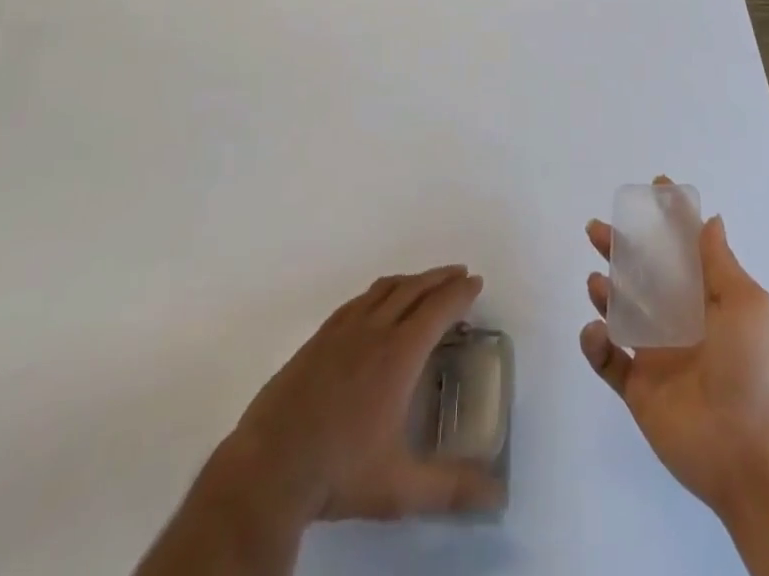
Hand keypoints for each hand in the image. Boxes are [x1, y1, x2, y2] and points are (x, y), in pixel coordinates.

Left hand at [139, 266, 503, 575]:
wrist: (269, 467)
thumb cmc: (340, 473)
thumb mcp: (401, 488)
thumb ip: (451, 488)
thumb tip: (498, 495)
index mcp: (398, 354)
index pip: (437, 310)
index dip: (459, 293)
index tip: (476, 282)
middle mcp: (373, 330)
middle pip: (413, 290)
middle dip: (439, 278)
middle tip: (459, 274)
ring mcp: (342, 330)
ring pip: (384, 289)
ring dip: (411, 280)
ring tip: (425, 283)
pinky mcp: (318, 338)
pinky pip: (357, 300)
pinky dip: (379, 291)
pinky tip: (377, 303)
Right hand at [580, 196, 768, 525]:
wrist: (749, 453)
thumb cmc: (752, 369)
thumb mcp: (746, 306)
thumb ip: (720, 262)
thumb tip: (711, 219)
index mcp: (708, 300)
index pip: (684, 251)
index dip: (670, 220)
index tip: (653, 188)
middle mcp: (680, 322)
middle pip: (642, 275)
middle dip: (619, 249)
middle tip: (596, 230)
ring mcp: (657, 356)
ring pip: (621, 313)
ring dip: (604, 292)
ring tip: (596, 283)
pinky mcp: (638, 389)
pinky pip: (607, 360)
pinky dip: (595, 343)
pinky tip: (597, 332)